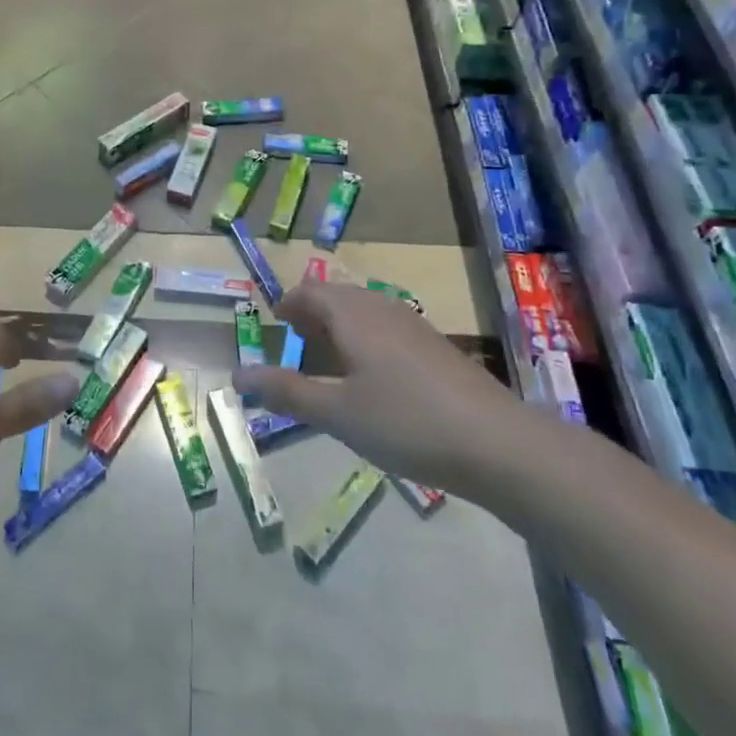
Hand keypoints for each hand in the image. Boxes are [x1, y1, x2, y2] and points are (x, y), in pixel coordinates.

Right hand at [232, 284, 532, 492]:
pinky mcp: (436, 348)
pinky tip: (371, 378)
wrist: (498, 444)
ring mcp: (414, 327)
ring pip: (365, 312)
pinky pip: (387, 329)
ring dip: (338, 326)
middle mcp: (382, 309)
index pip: (309, 291)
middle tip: (293, 342)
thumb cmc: (405, 422)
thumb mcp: (336, 413)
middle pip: (337, 296)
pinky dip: (365, 340)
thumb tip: (237, 375)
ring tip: (326, 360)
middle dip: (311, 314)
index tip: (272, 325)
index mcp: (353, 315)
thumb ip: (286, 391)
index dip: (286, 304)